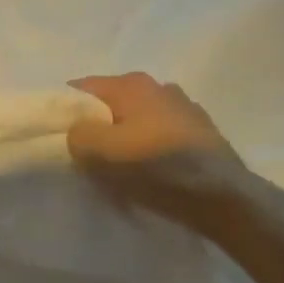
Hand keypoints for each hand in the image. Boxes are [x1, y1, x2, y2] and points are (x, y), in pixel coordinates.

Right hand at [67, 72, 250, 232]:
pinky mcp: (204, 134)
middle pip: (111, 104)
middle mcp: (159, 86)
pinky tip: (152, 174)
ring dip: (126, 139)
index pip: (81, 89)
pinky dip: (151, 150)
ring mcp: (186, 108)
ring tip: (121, 169)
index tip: (57, 137)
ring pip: (138, 120)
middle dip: (97, 126)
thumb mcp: (101, 153)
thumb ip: (77, 135)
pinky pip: (162, 137)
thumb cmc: (157, 168)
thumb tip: (78, 133)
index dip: (64, 111)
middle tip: (86, 157)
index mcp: (131, 83)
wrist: (226, 199)